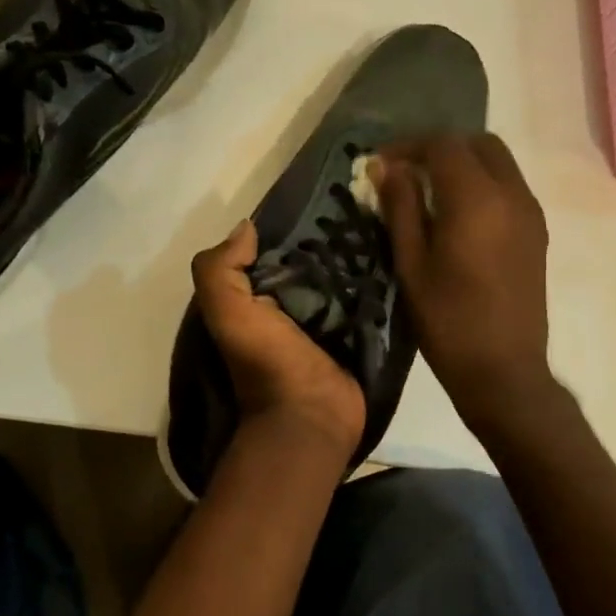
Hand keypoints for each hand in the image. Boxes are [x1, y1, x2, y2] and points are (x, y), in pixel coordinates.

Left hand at [192, 220, 365, 458]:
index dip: (287, 228)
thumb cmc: (267, 361)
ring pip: (342, 278)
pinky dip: (377, 282)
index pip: (270, 253)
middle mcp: (287, 307)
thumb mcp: (228, 312)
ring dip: (358, 257)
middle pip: (310, 262)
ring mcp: (325, 323)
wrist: (310, 416)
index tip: (317, 199)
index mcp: (254, 300)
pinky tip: (395, 255)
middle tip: (361, 207)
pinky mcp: (356, 334)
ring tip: (384, 222)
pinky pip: (367, 300)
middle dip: (330, 238)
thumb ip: (220, 269)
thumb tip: (247, 228)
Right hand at [375, 134, 554, 433]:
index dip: (408, 146)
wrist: (502, 369)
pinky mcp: (536, 232)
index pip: (444, 145)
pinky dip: (481, 183)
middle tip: (405, 171)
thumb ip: (401, 209)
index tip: (379, 164)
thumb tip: (386, 168)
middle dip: (439, 148)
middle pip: (478, 144)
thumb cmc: (447, 321)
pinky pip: (509, 187)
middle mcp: (512, 195)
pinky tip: (455, 214)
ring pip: (498, 163)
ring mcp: (530, 213)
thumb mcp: (411, 264)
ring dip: (462, 164)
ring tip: (426, 191)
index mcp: (477, 200)